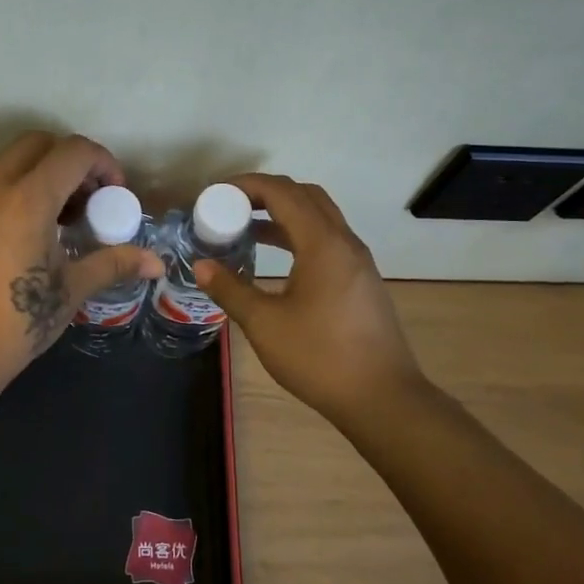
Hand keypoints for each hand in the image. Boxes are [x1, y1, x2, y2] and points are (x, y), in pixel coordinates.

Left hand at [0, 132, 163, 398]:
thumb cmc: (14, 323)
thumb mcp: (70, 291)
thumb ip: (113, 264)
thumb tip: (156, 264)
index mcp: (28, 198)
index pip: (73, 151)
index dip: (104, 164)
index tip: (114, 196)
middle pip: (37, 143)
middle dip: (69, 161)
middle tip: (85, 202)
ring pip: (6, 162)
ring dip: (38, 175)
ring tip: (54, 221)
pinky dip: (9, 193)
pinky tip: (17, 238)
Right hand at [194, 174, 428, 430]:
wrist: (382, 398)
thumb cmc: (320, 357)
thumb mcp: (265, 324)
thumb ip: (230, 289)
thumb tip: (201, 265)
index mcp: (323, 244)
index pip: (282, 192)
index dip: (246, 185)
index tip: (215, 194)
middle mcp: (344, 242)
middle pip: (305, 196)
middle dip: (265, 193)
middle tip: (230, 206)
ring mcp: (357, 261)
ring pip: (319, 218)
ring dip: (283, 214)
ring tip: (245, 228)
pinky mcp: (360, 281)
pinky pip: (327, 240)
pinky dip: (298, 235)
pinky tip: (275, 259)